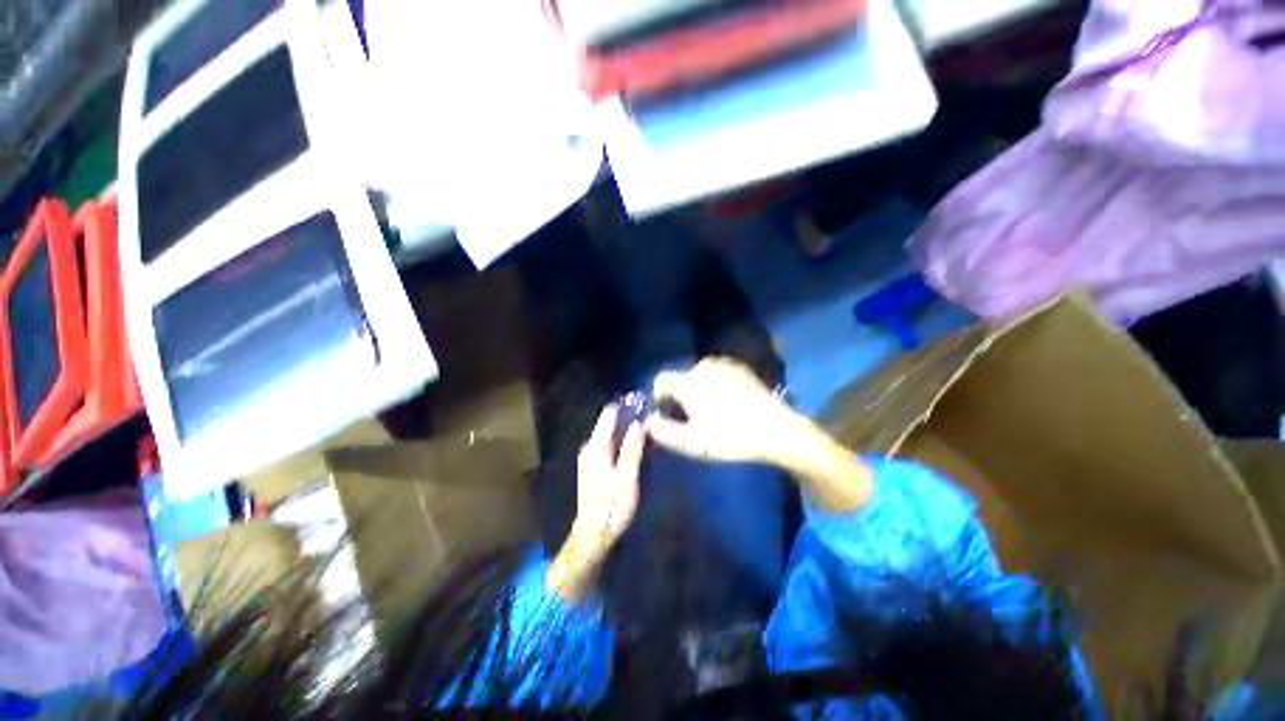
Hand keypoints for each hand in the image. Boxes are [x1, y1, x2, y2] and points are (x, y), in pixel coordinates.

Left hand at [547, 404, 644, 602]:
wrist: (594, 534)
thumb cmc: (612, 507)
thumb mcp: (627, 478)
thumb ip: (632, 448)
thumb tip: (639, 422)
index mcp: (597, 446)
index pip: (610, 414)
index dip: (627, 406)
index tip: (646, 403)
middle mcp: (592, 446)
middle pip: (612, 423)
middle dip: (631, 418)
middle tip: (654, 417)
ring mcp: (593, 456)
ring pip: (613, 434)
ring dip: (630, 430)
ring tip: (651, 429)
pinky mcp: (597, 465)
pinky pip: (613, 445)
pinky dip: (625, 442)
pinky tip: (641, 446)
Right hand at [647, 357, 872, 513]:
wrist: (777, 430)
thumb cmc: (730, 437)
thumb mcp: (692, 442)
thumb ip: (664, 432)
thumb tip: (647, 422)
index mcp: (689, 381)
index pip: (661, 380)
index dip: (659, 397)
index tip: (667, 414)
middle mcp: (704, 366)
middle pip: (681, 379)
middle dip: (681, 396)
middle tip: (692, 419)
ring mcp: (725, 365)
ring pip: (699, 376)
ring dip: (699, 391)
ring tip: (711, 413)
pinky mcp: (741, 368)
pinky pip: (717, 375)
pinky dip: (715, 386)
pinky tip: (728, 404)